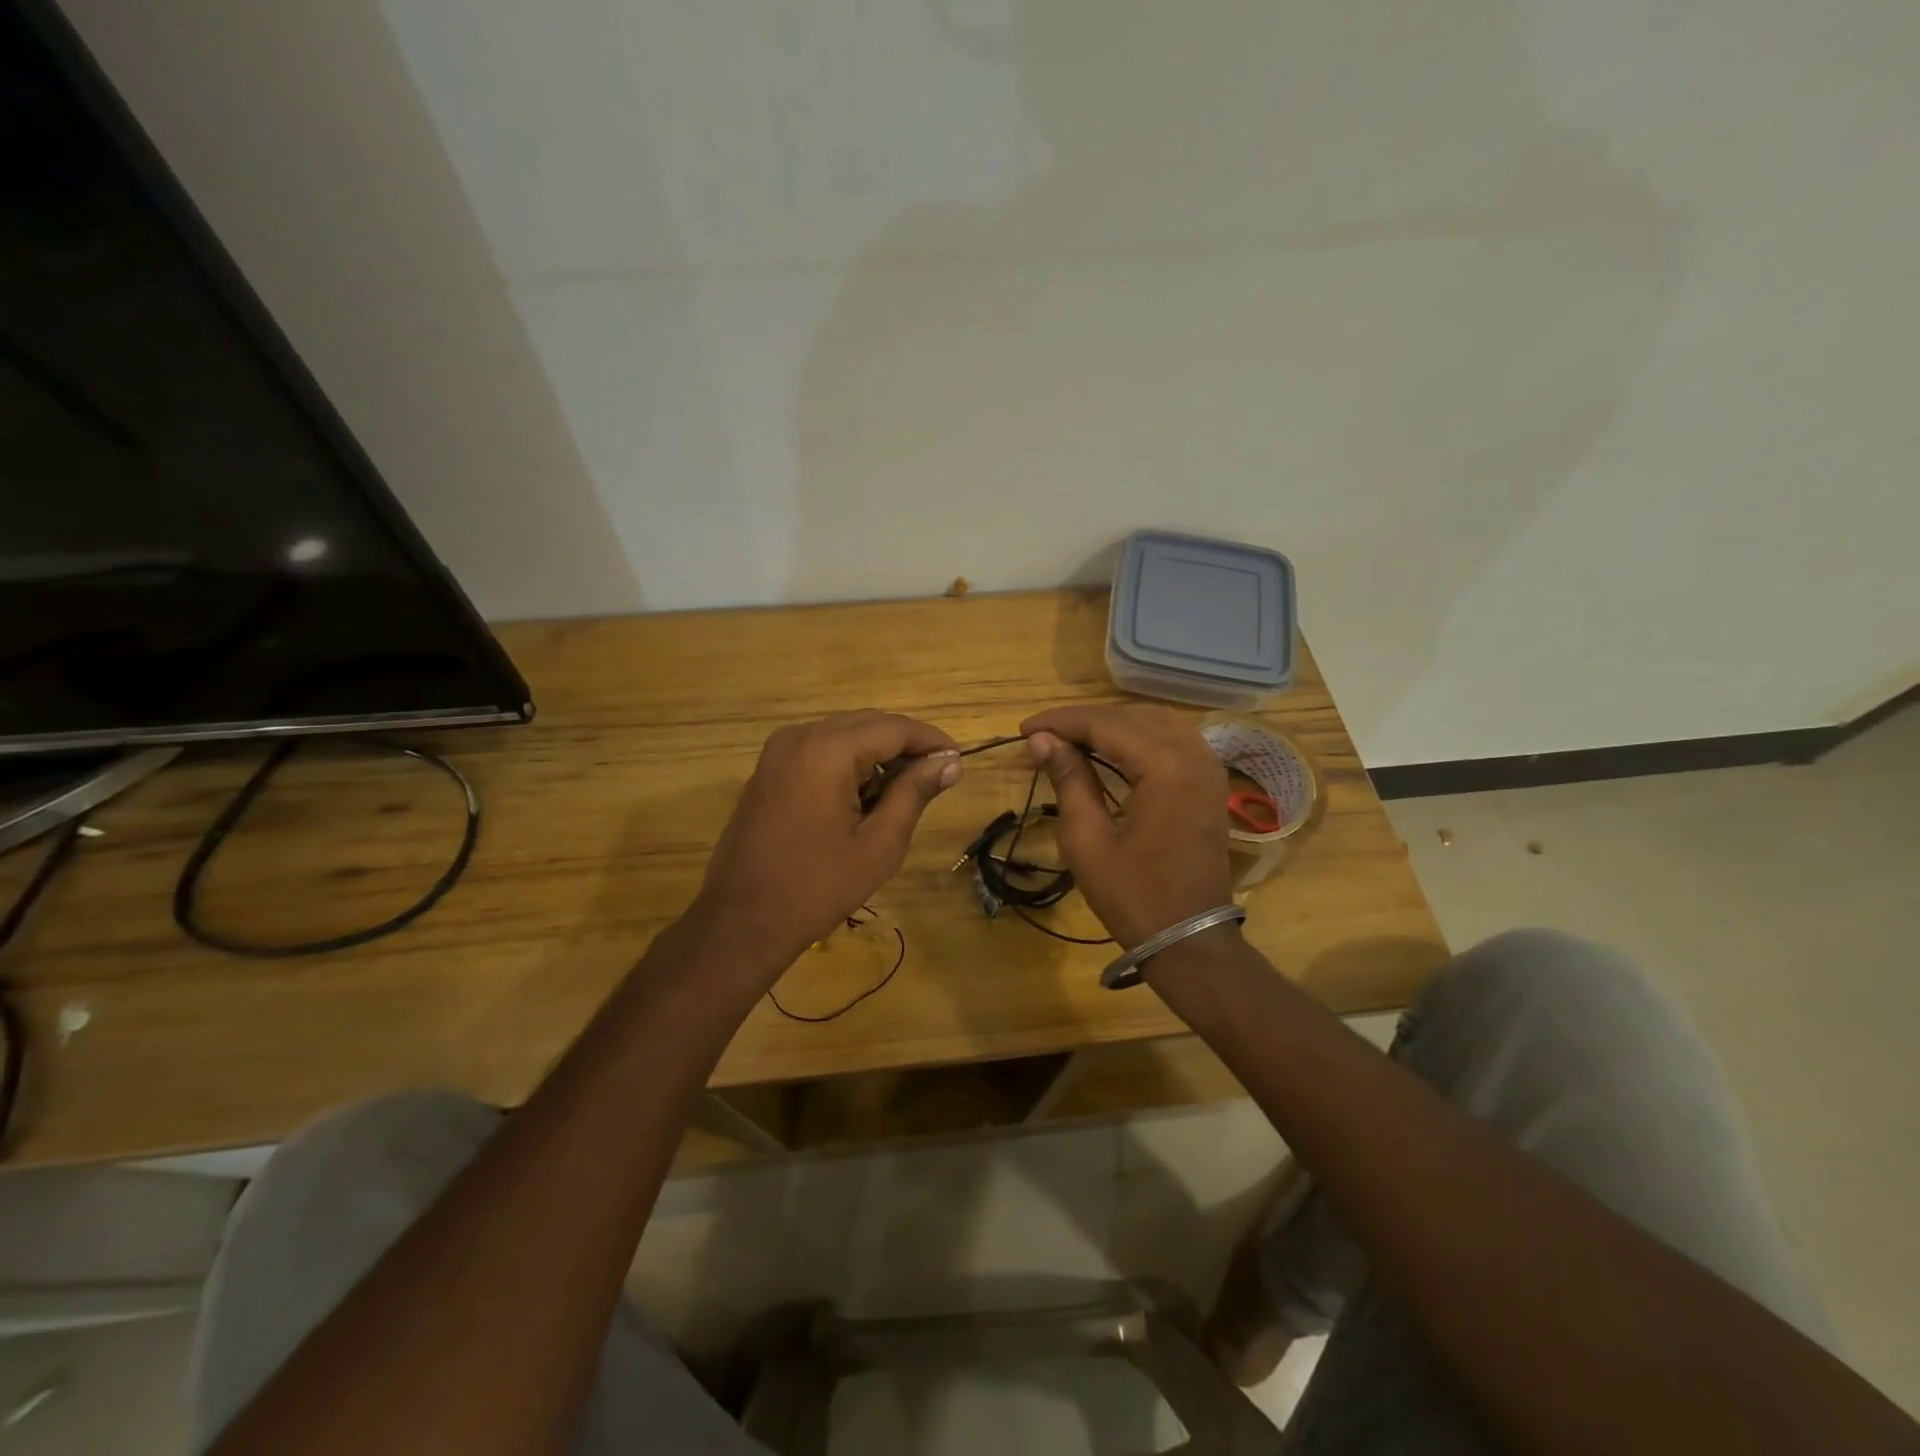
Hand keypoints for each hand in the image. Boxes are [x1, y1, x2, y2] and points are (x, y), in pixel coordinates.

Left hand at [693, 711, 960, 966]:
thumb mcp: (879, 843)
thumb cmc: (818, 887)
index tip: (959, 759)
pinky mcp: (769, 769)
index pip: (894, 728)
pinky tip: (866, 793)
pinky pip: (820, 749)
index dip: (931, 740)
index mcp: (828, 750)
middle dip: (905, 745)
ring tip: (906, 788)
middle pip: (868, 724)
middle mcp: (801, 736)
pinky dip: (849, 761)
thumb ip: (915, 793)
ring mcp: (779, 751)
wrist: (741, 921)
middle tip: (938, 775)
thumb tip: (950, 761)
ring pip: (844, 734)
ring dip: (878, 752)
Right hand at [1020, 705, 1232, 948]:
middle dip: (1082, 723)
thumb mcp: (1088, 839)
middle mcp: (1193, 753)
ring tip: (1070, 742)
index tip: (1024, 730)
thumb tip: (1043, 740)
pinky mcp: (1210, 782)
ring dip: (1110, 727)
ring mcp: (1208, 767)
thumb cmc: (1133, 895)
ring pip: (1153, 723)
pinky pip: (1172, 740)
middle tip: (1042, 739)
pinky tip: (1111, 752)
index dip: (1060, 722)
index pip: (1104, 724)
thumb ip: (1068, 780)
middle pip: (1130, 717)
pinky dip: (1138, 739)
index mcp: (1164, 765)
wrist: (1190, 939)